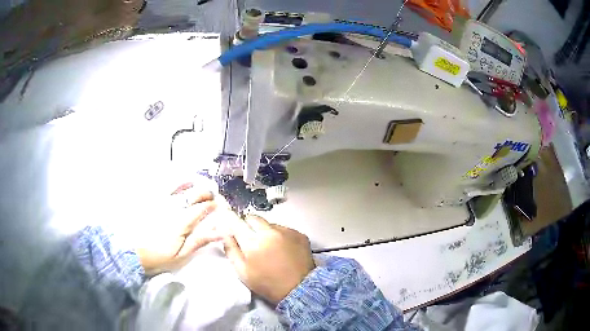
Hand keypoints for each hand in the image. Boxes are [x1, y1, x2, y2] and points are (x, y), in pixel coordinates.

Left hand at [136, 184, 221, 274]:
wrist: (133, 252)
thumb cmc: (159, 256)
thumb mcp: (181, 255)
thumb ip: (199, 241)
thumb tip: (219, 231)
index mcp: (181, 221)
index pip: (202, 207)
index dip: (213, 205)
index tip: (219, 206)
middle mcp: (173, 206)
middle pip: (193, 193)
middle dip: (206, 192)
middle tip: (212, 195)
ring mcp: (161, 200)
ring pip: (180, 185)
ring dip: (193, 183)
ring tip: (200, 184)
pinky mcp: (151, 199)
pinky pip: (165, 185)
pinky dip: (176, 181)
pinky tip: (181, 181)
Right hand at [223, 215, 314, 304]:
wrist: (299, 290)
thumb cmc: (267, 284)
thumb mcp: (243, 272)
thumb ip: (231, 250)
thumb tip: (225, 233)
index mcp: (253, 242)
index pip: (236, 221)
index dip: (230, 220)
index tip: (229, 224)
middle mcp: (270, 232)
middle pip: (252, 218)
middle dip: (247, 225)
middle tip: (249, 240)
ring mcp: (286, 231)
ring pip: (269, 223)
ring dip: (264, 231)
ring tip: (268, 247)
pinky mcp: (299, 234)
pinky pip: (283, 229)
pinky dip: (279, 236)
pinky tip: (282, 250)